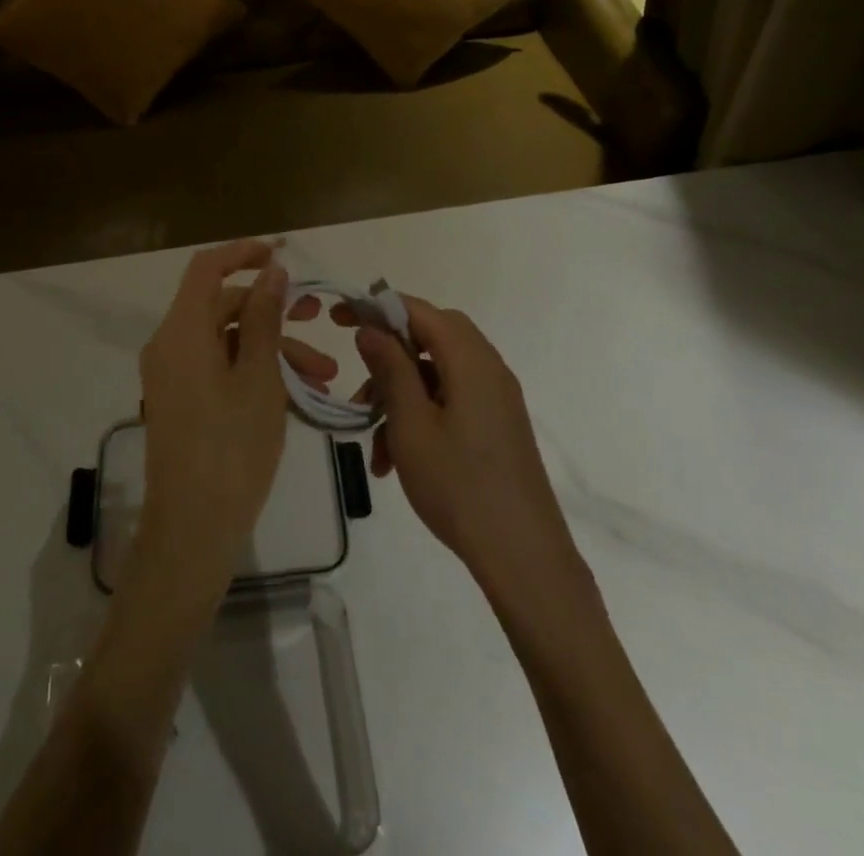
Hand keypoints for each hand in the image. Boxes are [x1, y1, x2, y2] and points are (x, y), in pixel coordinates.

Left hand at [134, 241, 335, 591]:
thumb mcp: (258, 377)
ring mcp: (174, 375)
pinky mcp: (182, 401)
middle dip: (273, 310)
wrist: (192, 530)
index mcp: (182, 332)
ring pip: (227, 341)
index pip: (207, 268)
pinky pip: (219, 368)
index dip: (243, 252)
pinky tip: (298, 393)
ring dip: (273, 348)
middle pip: (222, 306)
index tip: (282, 253)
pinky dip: (255, 371)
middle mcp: (170, 345)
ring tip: (324, 375)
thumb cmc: (231, 449)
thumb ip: (264, 317)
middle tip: (318, 318)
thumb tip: (271, 270)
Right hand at [350, 298, 582, 596]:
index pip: (420, 310)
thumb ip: (390, 368)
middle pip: (432, 337)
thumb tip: (371, 328)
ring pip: (437, 374)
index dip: (378, 307)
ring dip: (400, 395)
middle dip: (390, 355)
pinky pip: (452, 400)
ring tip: (371, 439)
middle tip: (358, 377)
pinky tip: (395, 459)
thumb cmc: (459, 485)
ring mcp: (496, 398)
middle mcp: (488, 368)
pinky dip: (421, 415)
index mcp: (470, 360)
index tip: (340, 319)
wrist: (523, 556)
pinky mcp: (498, 425)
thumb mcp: (410, 424)